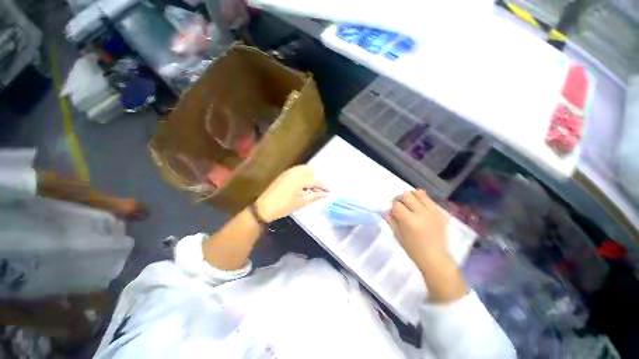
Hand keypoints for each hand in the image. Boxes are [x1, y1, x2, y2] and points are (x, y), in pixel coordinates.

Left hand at [255, 165, 327, 221]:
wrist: (264, 207)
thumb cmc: (284, 206)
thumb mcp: (301, 203)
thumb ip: (315, 196)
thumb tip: (325, 194)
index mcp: (300, 179)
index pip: (316, 180)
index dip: (324, 186)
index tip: (329, 192)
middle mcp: (295, 172)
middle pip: (311, 170)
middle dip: (317, 179)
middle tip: (319, 189)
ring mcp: (289, 171)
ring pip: (305, 169)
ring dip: (311, 176)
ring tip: (312, 187)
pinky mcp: (285, 173)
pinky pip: (298, 170)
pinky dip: (303, 175)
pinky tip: (303, 184)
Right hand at [384, 190, 448, 269]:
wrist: (435, 258)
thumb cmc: (413, 249)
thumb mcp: (397, 235)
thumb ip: (391, 220)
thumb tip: (386, 210)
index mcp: (409, 220)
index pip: (396, 204)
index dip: (392, 206)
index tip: (393, 210)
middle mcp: (421, 213)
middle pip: (407, 195)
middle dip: (401, 199)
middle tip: (401, 205)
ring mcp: (433, 212)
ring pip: (419, 193)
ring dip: (412, 196)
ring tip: (411, 204)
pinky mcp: (441, 214)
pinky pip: (430, 200)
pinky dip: (423, 201)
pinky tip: (421, 208)